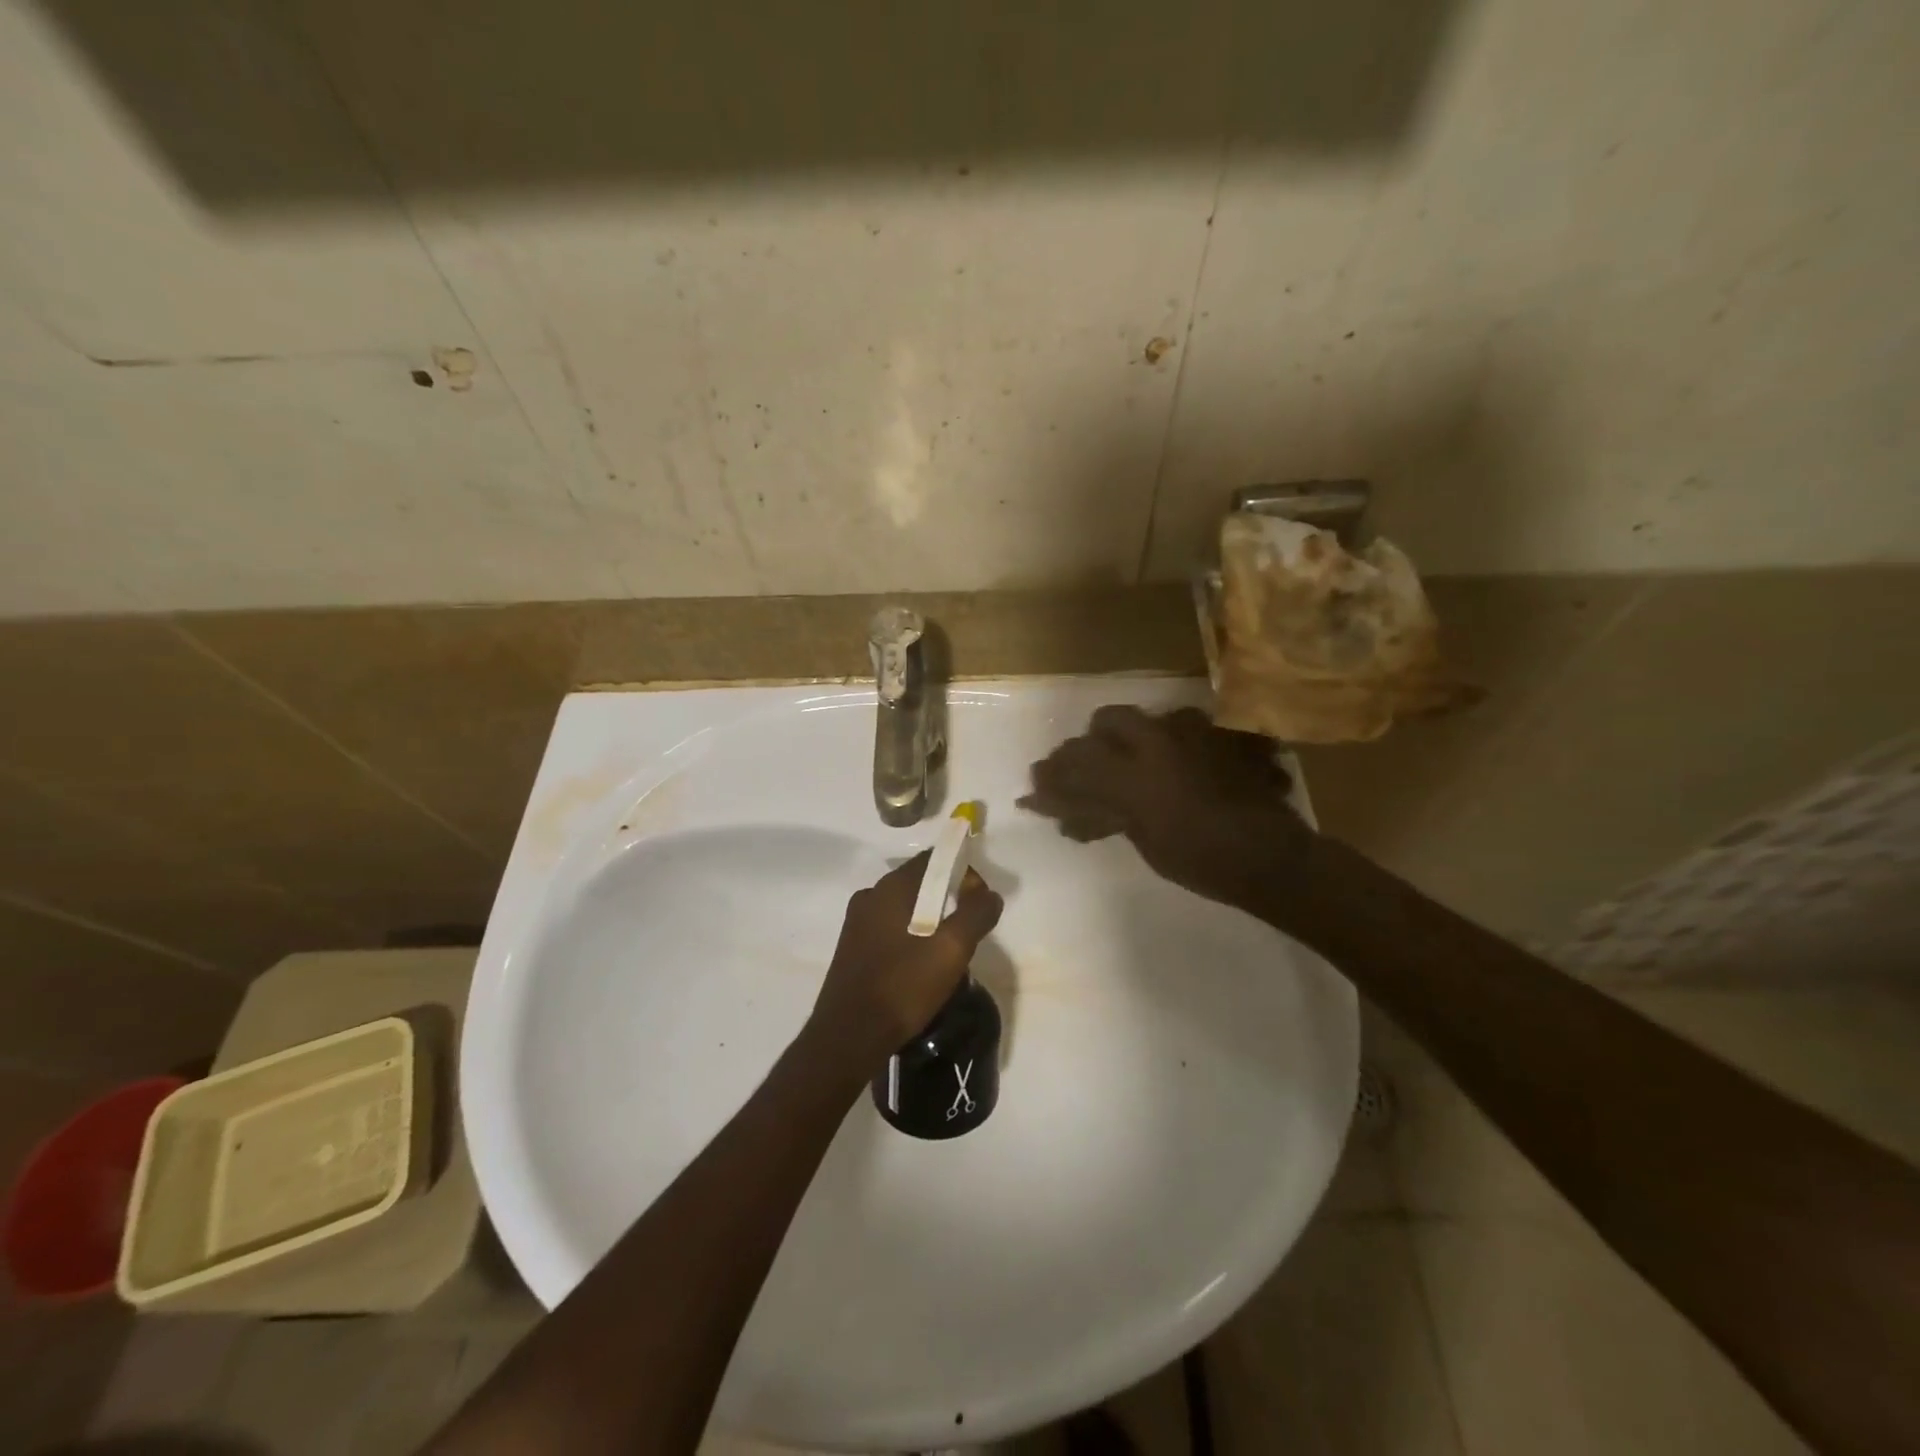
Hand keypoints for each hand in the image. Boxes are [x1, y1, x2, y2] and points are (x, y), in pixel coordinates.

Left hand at [808, 851, 1003, 1070]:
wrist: (849, 1037)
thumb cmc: (902, 986)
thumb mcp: (951, 950)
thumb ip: (976, 915)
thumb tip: (990, 894)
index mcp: (891, 887)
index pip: (933, 859)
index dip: (963, 872)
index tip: (980, 900)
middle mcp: (870, 896)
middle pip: (919, 882)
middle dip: (949, 897)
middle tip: (970, 928)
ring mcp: (857, 923)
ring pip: (905, 908)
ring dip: (931, 920)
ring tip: (949, 951)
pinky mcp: (853, 948)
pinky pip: (891, 929)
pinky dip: (912, 936)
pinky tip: (922, 966)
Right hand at [1018, 705, 1314, 907]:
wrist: (1272, 857)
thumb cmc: (1201, 861)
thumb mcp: (1143, 842)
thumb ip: (1103, 817)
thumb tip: (1067, 816)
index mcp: (1136, 774)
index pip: (1079, 761)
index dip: (1053, 775)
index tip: (1037, 785)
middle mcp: (1161, 741)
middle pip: (1109, 720)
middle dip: (1092, 743)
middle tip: (1086, 772)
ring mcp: (1194, 733)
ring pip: (1148, 719)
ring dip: (1129, 740)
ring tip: (1130, 768)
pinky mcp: (1220, 736)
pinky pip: (1184, 727)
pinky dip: (1168, 745)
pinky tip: (1171, 767)